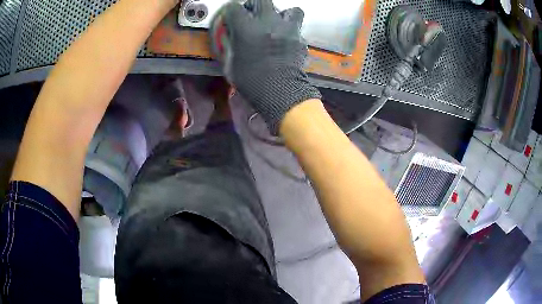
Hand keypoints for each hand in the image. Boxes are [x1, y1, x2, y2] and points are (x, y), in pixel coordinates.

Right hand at [213, 0, 320, 133]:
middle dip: (255, 6)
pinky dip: (292, 30)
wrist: (281, 93)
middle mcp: (268, 22)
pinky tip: (287, 39)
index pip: (234, 7)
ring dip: (282, 14)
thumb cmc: (251, 82)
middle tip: (253, 15)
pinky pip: (297, 27)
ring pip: (289, 9)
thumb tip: (231, 36)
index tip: (231, 17)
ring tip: (277, 24)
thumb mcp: (231, 64)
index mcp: (246, 28)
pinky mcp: (300, 38)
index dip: (230, 11)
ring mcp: (287, 28)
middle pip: (261, 0)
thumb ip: (230, 45)